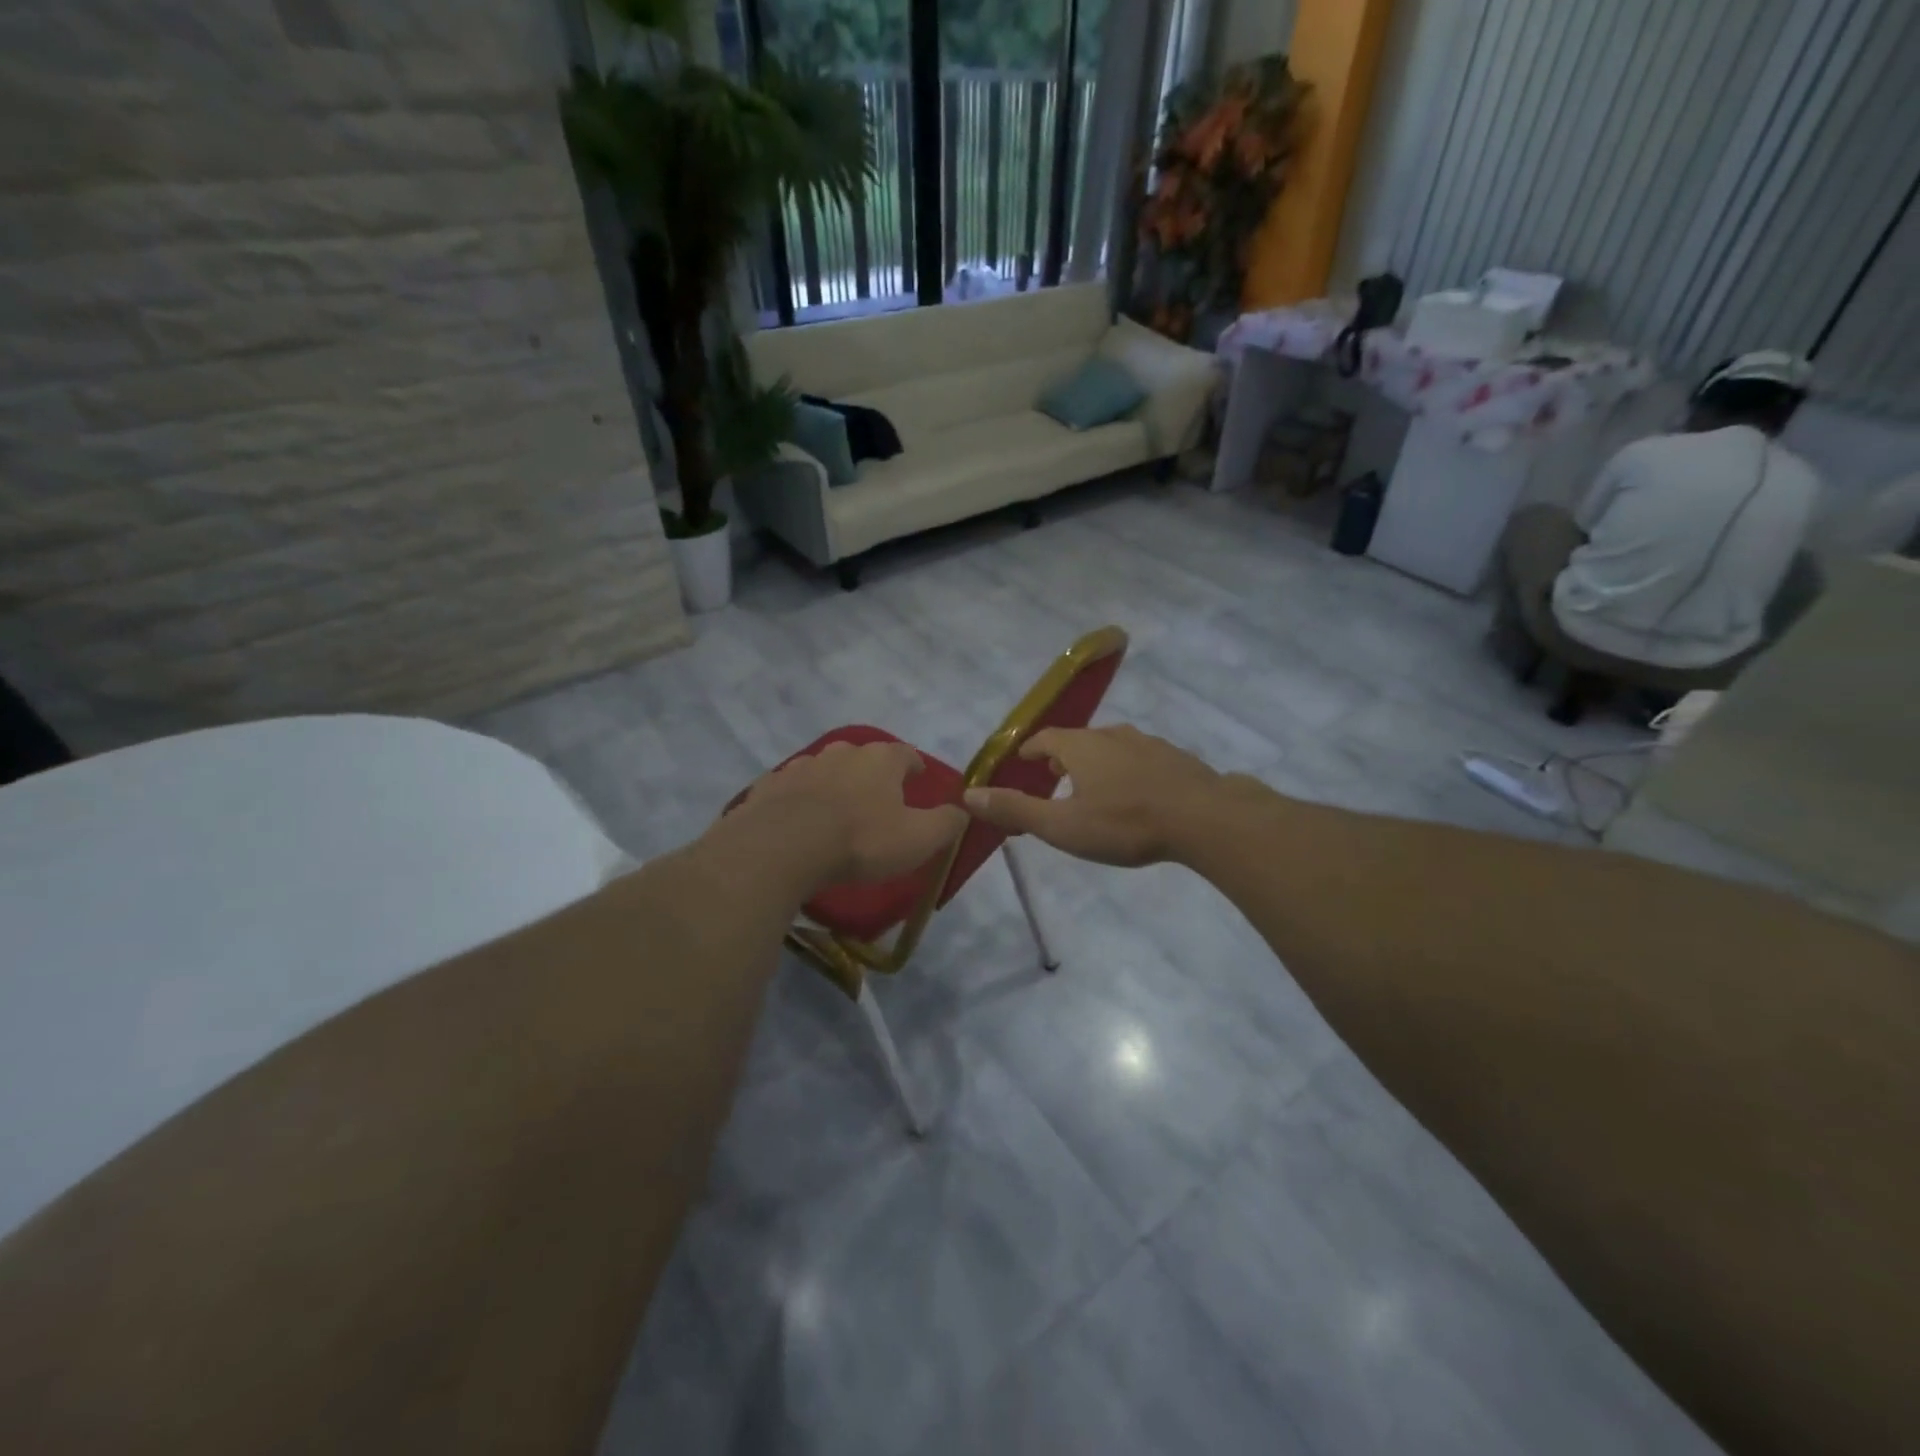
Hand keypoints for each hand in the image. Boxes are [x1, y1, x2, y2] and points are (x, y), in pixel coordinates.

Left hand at [728, 739, 967, 888]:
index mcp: (880, 760)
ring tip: (836, 810)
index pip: (905, 754)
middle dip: (871, 774)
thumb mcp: (918, 839)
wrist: (782, 848)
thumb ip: (946, 823)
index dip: (913, 766)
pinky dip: (798, 799)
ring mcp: (801, 766)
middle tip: (877, 798)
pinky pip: (791, 789)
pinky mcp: (769, 786)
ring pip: (825, 770)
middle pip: (863, 757)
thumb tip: (964, 810)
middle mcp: (841, 753)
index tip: (917, 778)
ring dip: (833, 785)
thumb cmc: (860, 841)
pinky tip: (798, 820)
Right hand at [962, 724, 1229, 866]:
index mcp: (1081, 746)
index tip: (1022, 760)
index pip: (1045, 739)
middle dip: (1062, 756)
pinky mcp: (1176, 758)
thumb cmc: (1124, 823)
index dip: (1031, 749)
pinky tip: (1136, 792)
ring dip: (1096, 762)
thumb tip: (968, 795)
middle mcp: (1112, 735)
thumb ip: (1015, 810)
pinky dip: (1127, 770)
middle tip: (1053, 777)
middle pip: (1079, 740)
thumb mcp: (1062, 826)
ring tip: (1092, 785)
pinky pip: (1141, 758)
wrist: (1204, 818)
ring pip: (1112, 747)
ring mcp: (1148, 743)